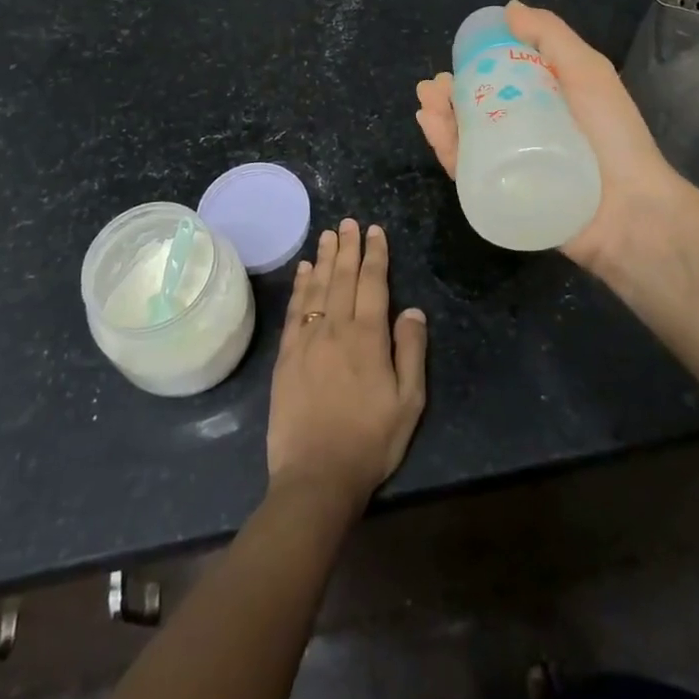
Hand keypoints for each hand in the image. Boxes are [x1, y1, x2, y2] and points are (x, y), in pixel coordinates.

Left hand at [267, 219, 427, 513]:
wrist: (316, 477)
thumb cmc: (370, 441)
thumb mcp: (409, 402)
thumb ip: (411, 350)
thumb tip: (412, 309)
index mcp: (368, 337)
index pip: (373, 283)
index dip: (375, 254)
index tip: (375, 231)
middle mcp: (336, 328)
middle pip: (342, 277)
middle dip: (347, 247)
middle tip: (348, 222)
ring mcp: (307, 340)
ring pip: (317, 287)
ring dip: (323, 258)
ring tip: (327, 235)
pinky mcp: (286, 356)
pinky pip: (294, 310)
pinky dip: (299, 286)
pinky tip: (302, 271)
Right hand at [414, 0, 698, 278]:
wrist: (630, 210)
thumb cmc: (612, 135)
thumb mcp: (587, 72)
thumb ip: (552, 37)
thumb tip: (510, 7)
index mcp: (546, 102)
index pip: (502, 80)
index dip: (476, 66)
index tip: (457, 55)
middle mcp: (525, 132)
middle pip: (477, 109)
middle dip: (450, 94)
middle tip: (433, 85)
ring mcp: (511, 166)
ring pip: (466, 138)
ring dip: (441, 117)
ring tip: (427, 101)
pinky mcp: (500, 196)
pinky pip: (465, 171)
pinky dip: (445, 148)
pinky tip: (433, 126)